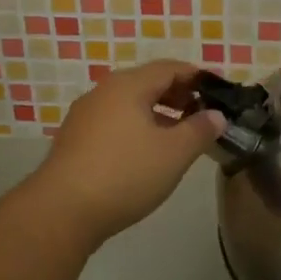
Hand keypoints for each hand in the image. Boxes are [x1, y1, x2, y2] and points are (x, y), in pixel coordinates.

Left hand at [26, 59, 224, 247]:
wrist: (61, 212)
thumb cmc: (124, 174)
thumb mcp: (174, 153)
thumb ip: (200, 130)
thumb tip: (217, 115)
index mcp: (128, 85)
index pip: (170, 68)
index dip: (197, 76)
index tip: (219, 89)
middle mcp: (103, 92)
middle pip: (148, 83)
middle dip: (178, 94)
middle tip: (202, 113)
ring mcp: (85, 116)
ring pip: (130, 104)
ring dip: (158, 113)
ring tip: (179, 135)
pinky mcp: (74, 140)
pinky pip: (114, 122)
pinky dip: (137, 127)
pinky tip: (146, 153)